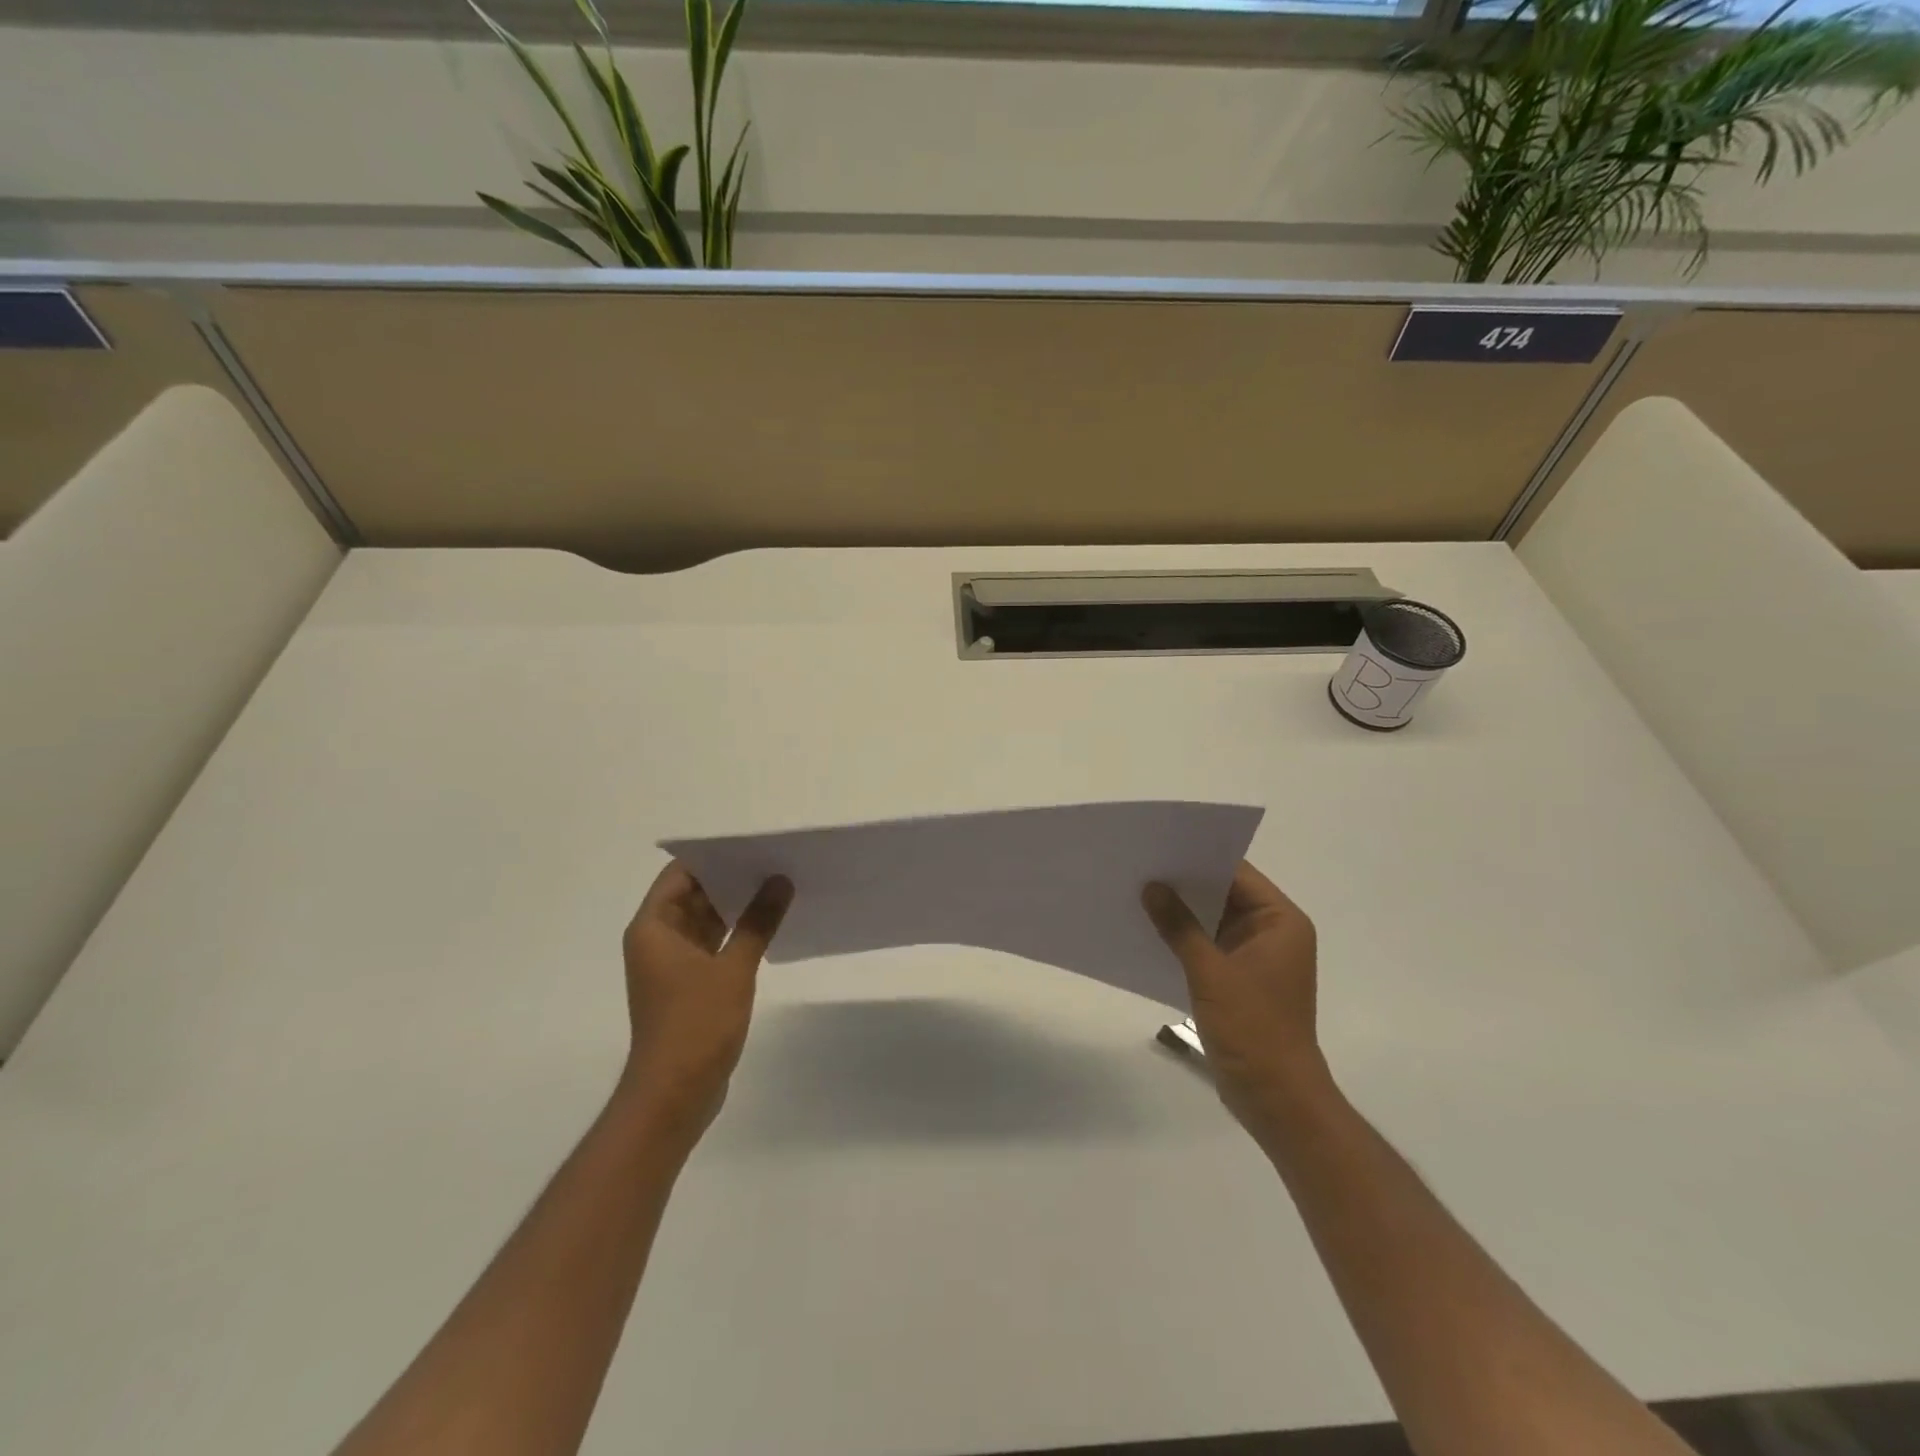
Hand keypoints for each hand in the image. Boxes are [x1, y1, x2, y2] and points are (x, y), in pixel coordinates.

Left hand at [616, 862, 792, 1145]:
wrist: (674, 1094)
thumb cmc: (696, 1024)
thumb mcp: (733, 968)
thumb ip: (758, 922)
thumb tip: (780, 881)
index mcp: (654, 927)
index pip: (681, 874)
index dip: (713, 856)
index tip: (752, 844)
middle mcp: (657, 940)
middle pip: (694, 895)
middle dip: (732, 879)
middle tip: (775, 861)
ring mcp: (673, 964)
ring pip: (706, 921)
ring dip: (737, 907)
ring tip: (779, 886)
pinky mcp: (688, 985)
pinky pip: (713, 945)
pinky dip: (736, 934)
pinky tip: (769, 925)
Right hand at [1143, 862, 1328, 1137]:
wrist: (1275, 1098)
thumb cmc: (1252, 1028)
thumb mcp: (1210, 972)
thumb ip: (1179, 926)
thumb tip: (1151, 887)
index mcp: (1281, 922)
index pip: (1238, 873)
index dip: (1199, 858)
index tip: (1159, 846)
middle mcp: (1272, 932)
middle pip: (1224, 894)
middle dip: (1184, 885)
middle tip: (1140, 866)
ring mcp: (1255, 958)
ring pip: (1213, 921)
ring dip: (1181, 912)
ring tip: (1137, 893)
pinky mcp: (1239, 980)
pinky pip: (1208, 946)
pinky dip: (1184, 939)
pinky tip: (1150, 932)